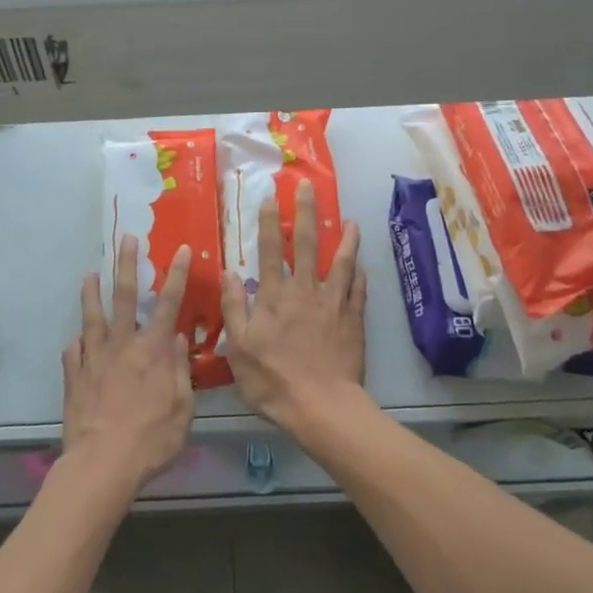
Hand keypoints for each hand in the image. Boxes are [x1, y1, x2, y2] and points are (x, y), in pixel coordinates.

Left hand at [61, 235, 194, 497]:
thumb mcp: (183, 408)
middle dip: (126, 265)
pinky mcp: (74, 378)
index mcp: (153, 350)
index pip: (169, 303)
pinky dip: (75, 345)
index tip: (181, 249)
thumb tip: (177, 338)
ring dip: (91, 294)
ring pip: (91, 318)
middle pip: (124, 296)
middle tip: (125, 239)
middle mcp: (122, 345)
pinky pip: (72, 353)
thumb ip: (180, 370)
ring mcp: (94, 359)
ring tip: (89, 274)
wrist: (102, 464)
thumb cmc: (152, 439)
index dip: (177, 274)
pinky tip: (75, 341)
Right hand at [220, 180, 367, 437]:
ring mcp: (333, 303)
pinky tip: (363, 266)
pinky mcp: (353, 319)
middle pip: (306, 244)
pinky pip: (358, 291)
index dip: (269, 220)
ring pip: (341, 262)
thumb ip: (234, 307)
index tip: (270, 195)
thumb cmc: (273, 380)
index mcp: (274, 296)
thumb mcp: (238, 348)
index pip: (269, 249)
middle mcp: (304, 290)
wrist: (322, 406)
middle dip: (306, 212)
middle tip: (308, 186)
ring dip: (346, 239)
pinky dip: (361, 276)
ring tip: (351, 221)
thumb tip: (229, 273)